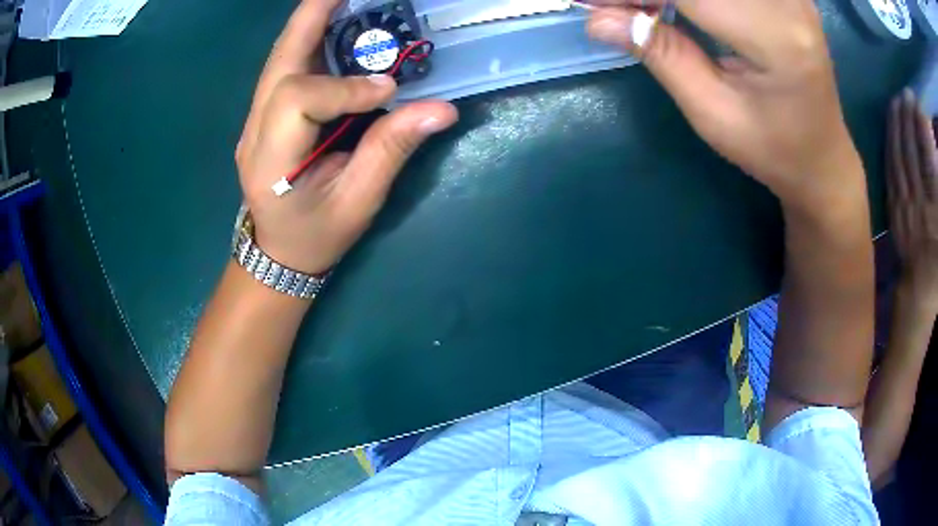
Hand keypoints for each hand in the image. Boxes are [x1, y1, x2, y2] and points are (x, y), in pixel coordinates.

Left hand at [236, 0, 457, 274]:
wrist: (278, 252)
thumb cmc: (317, 236)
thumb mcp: (358, 203)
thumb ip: (390, 152)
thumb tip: (441, 110)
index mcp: (271, 163)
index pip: (298, 101)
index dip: (344, 87)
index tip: (388, 90)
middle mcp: (254, 133)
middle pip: (278, 64)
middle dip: (312, 19)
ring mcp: (253, 121)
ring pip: (278, 60)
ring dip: (310, 23)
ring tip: (343, 0)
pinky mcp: (264, 115)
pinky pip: (284, 69)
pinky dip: (309, 40)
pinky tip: (334, 25)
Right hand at [586, 0, 862, 208]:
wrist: (823, 157)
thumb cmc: (773, 149)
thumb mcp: (713, 113)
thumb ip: (662, 55)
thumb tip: (598, 18)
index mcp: (775, 38)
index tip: (594, 4)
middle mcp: (787, 2)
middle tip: (618, 9)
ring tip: (646, 10)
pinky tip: (680, 7)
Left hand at [888, 90, 937, 315]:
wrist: (921, 295)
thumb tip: (937, 155)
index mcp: (935, 208)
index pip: (925, 152)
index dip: (919, 121)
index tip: (916, 101)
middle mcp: (919, 201)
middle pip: (910, 147)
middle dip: (908, 114)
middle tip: (907, 93)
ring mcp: (904, 206)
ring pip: (898, 154)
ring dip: (898, 123)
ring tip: (898, 101)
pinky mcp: (894, 212)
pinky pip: (890, 170)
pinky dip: (891, 144)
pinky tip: (891, 128)